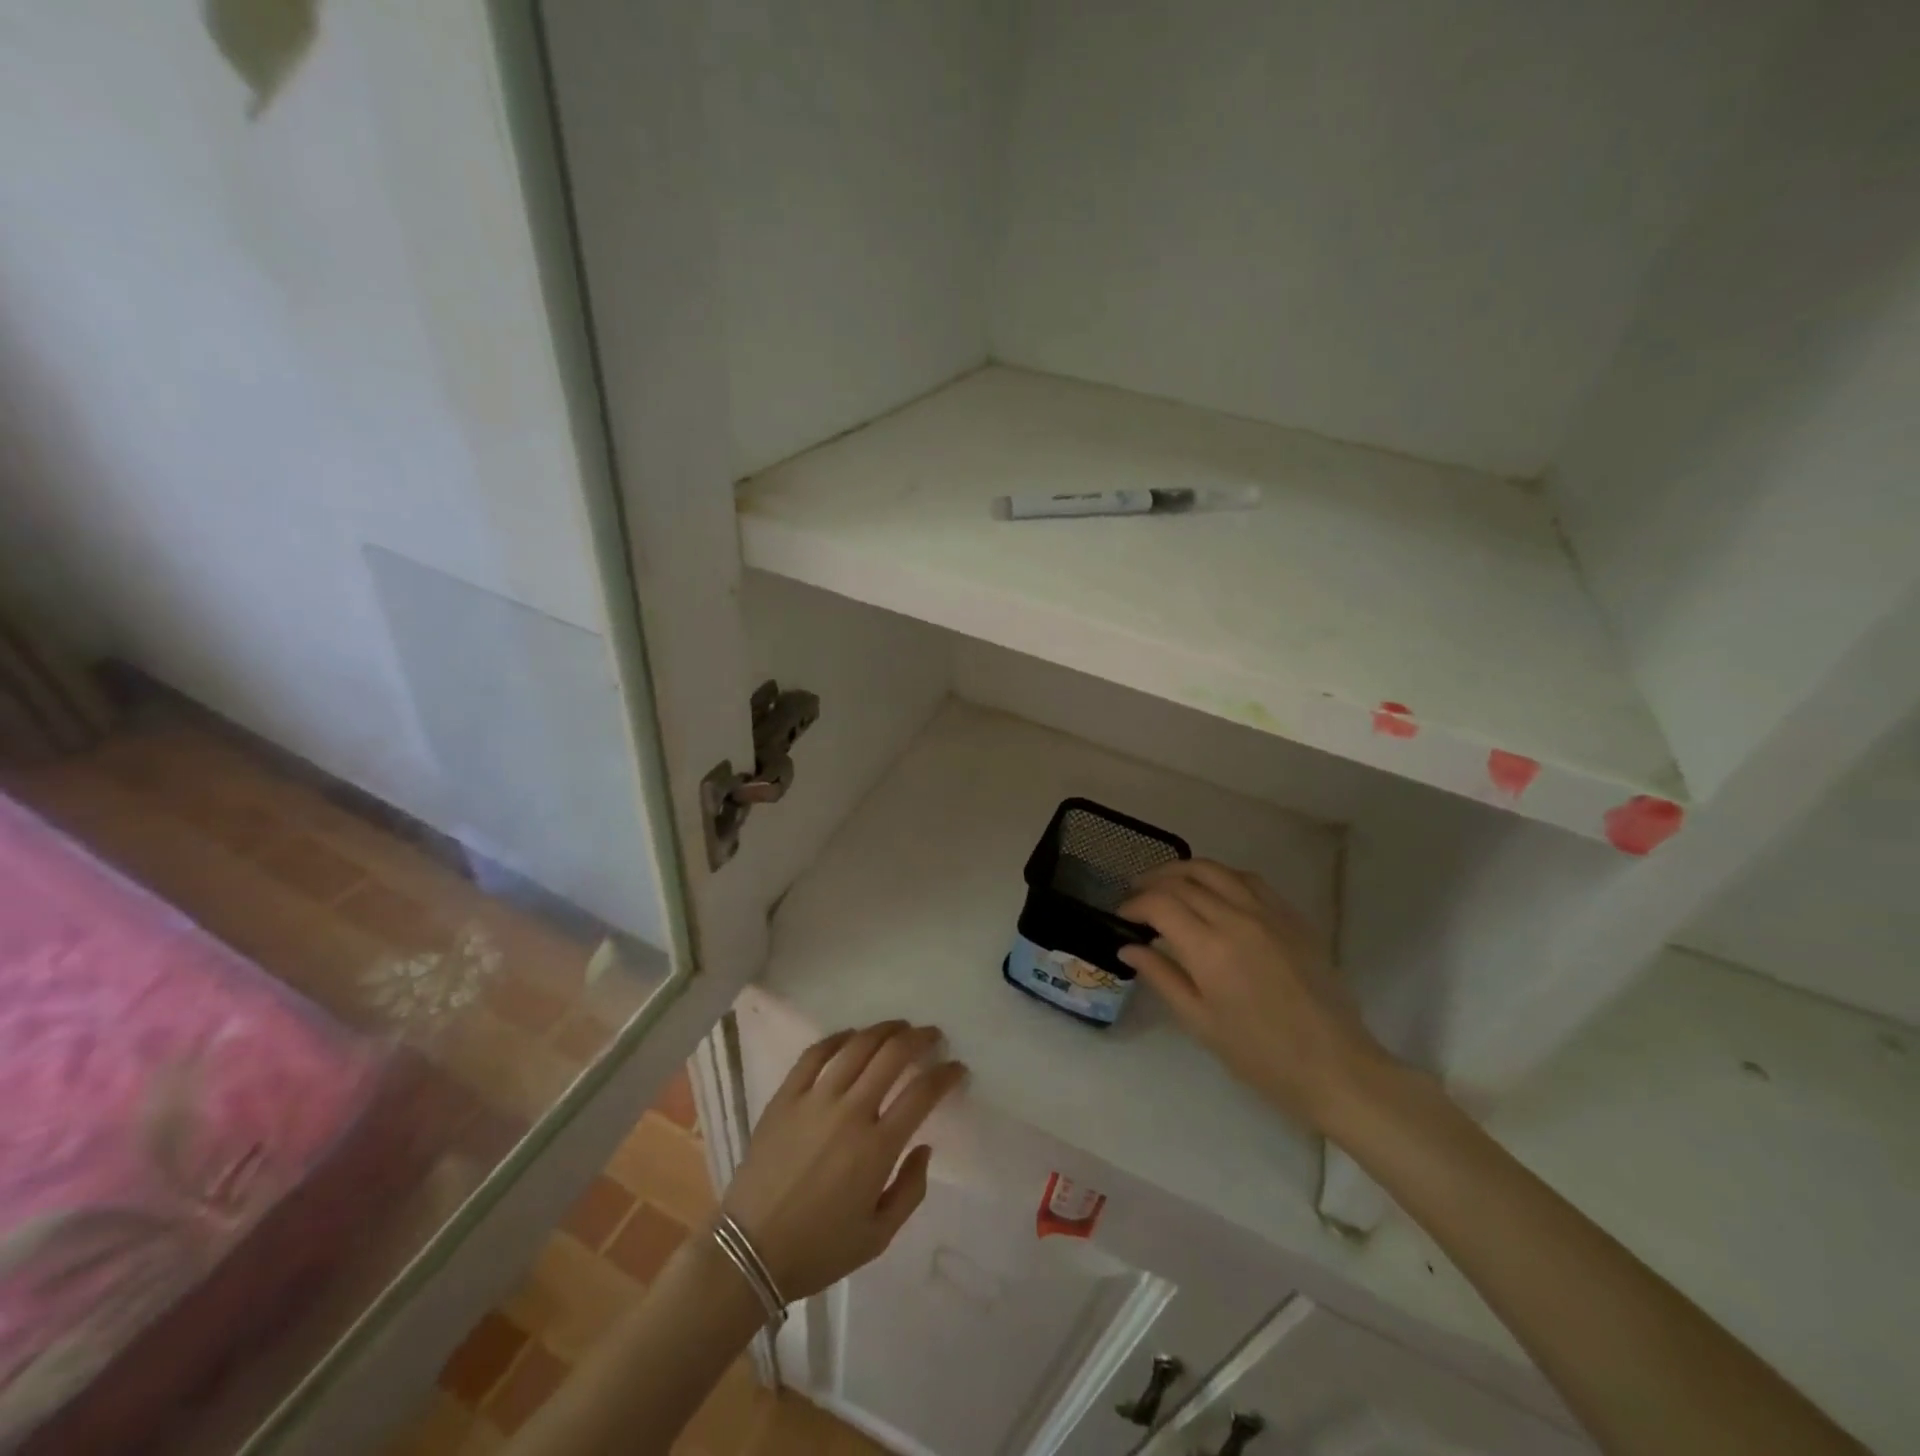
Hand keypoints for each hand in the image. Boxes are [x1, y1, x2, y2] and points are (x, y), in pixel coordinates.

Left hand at [721, 1022, 965, 1299]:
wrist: (748, 1252)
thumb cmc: (818, 1249)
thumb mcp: (878, 1237)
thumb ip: (911, 1190)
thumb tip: (924, 1146)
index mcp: (876, 1148)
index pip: (922, 1093)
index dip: (945, 1074)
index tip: (956, 1067)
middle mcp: (850, 1112)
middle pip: (892, 1055)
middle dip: (918, 1039)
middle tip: (930, 1036)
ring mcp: (814, 1100)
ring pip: (856, 1046)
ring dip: (883, 1030)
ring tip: (898, 1026)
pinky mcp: (785, 1097)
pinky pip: (814, 1054)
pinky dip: (837, 1038)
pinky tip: (850, 1036)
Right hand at [1119, 861, 1393, 1132]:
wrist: (1335, 1066)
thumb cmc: (1260, 1055)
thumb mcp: (1199, 1022)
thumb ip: (1161, 976)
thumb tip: (1127, 948)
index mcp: (1209, 948)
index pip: (1160, 904)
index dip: (1134, 904)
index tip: (1122, 916)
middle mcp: (1236, 918)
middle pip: (1184, 879)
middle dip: (1153, 883)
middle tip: (1137, 898)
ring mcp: (1268, 913)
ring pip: (1216, 870)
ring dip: (1184, 871)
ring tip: (1169, 885)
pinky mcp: (1292, 917)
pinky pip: (1249, 880)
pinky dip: (1221, 877)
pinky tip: (1213, 891)